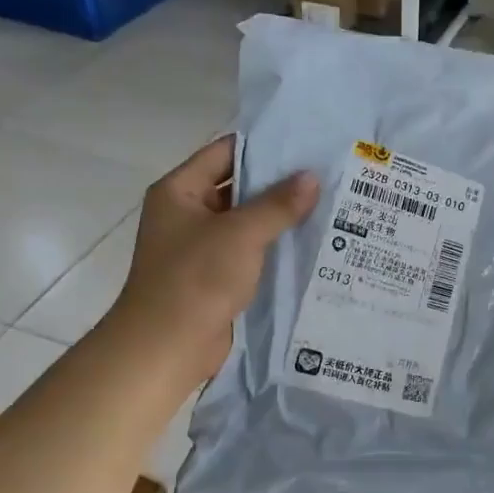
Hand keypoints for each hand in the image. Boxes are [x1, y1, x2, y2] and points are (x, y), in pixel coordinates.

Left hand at [117, 135, 318, 380]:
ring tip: (326, 206)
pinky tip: (309, 243)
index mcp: (179, 191)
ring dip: (279, 218)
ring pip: (246, 222)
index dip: (263, 148)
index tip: (305, 146)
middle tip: (324, 177)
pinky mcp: (215, 276)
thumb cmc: (196, 279)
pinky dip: (274, 247)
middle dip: (278, 185)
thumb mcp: (241, 234)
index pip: (224, 153)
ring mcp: (200, 247)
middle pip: (237, 187)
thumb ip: (278, 204)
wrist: (167, 346)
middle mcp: (186, 213)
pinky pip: (249, 252)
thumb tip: (312, 177)